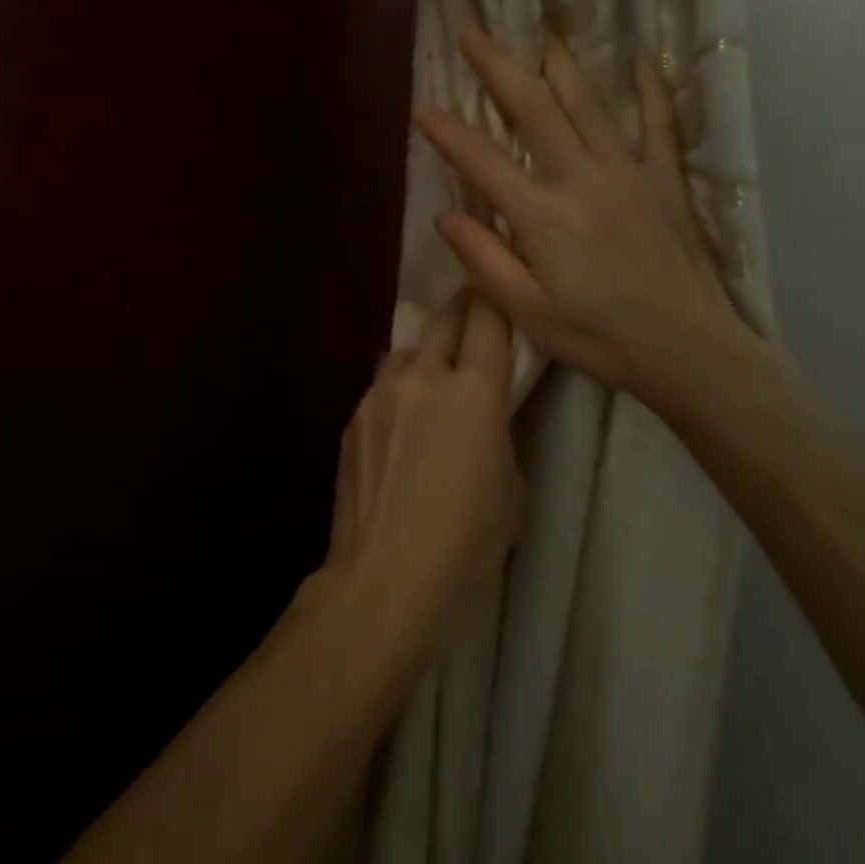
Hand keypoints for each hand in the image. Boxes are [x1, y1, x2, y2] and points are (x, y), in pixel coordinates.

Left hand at [326, 287, 522, 637]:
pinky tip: (400, 427)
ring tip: (432, 382)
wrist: (385, 572)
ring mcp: (379, 392)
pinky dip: (398, 392)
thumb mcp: (512, 484)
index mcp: (473, 390)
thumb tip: (487, 411)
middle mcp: (422, 375)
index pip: (487, 318)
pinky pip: (381, 387)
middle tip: (475, 318)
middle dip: (463, 310)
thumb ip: (501, 429)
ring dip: (425, 355)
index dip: (496, 299)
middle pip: (445, 318)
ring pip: (407, 351)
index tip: (501, 292)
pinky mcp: (352, 415)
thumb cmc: (466, 538)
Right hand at [415, 26, 767, 416]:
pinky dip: (653, 89)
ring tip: (541, 35)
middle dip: (499, 68)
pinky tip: (644, 60)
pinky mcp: (665, 181)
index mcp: (542, 216)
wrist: (690, 351)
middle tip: (474, 32)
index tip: (422, 107)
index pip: (482, 162)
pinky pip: (660, 124)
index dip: (448, 133)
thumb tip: (445, 216)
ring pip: (590, 105)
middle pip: (535, 110)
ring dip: (561, 66)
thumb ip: (484, 259)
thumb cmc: (600, 338)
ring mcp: (629, 174)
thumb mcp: (527, 312)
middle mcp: (582, 179)